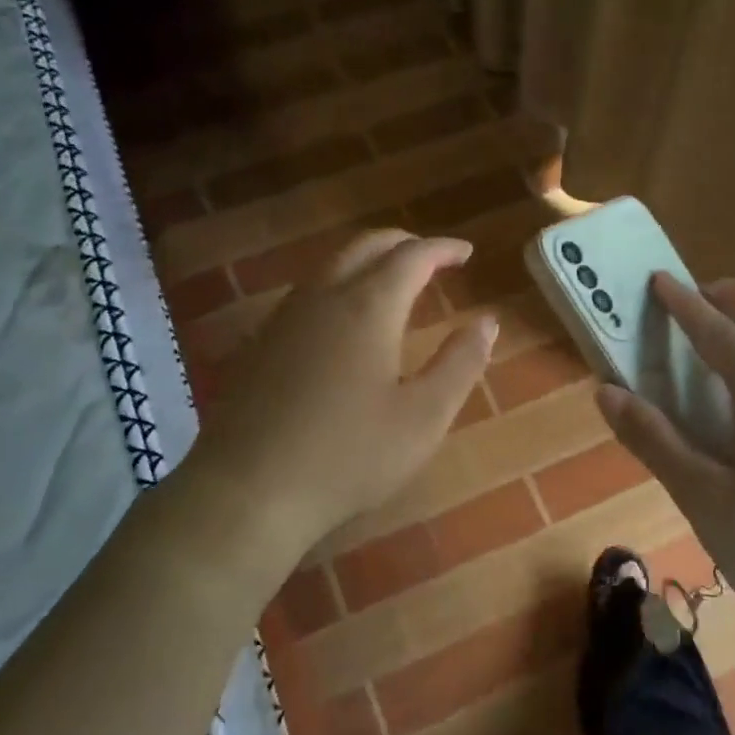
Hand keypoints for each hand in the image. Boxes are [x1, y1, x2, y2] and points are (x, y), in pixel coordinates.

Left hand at [174, 229, 496, 562]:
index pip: (412, 256)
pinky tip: (345, 319)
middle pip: (365, 247)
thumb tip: (487, 321)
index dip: (442, 249)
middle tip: (433, 257)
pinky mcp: (260, 343)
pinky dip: (340, 284)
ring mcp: (284, 318)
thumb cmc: (348, 456)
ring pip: (331, 266)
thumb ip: (460, 363)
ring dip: (368, 261)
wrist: (248, 490)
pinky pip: (308, 292)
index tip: (466, 252)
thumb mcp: (423, 417)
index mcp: (368, 307)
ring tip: (394, 282)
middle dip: (404, 244)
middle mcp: (323, 297)